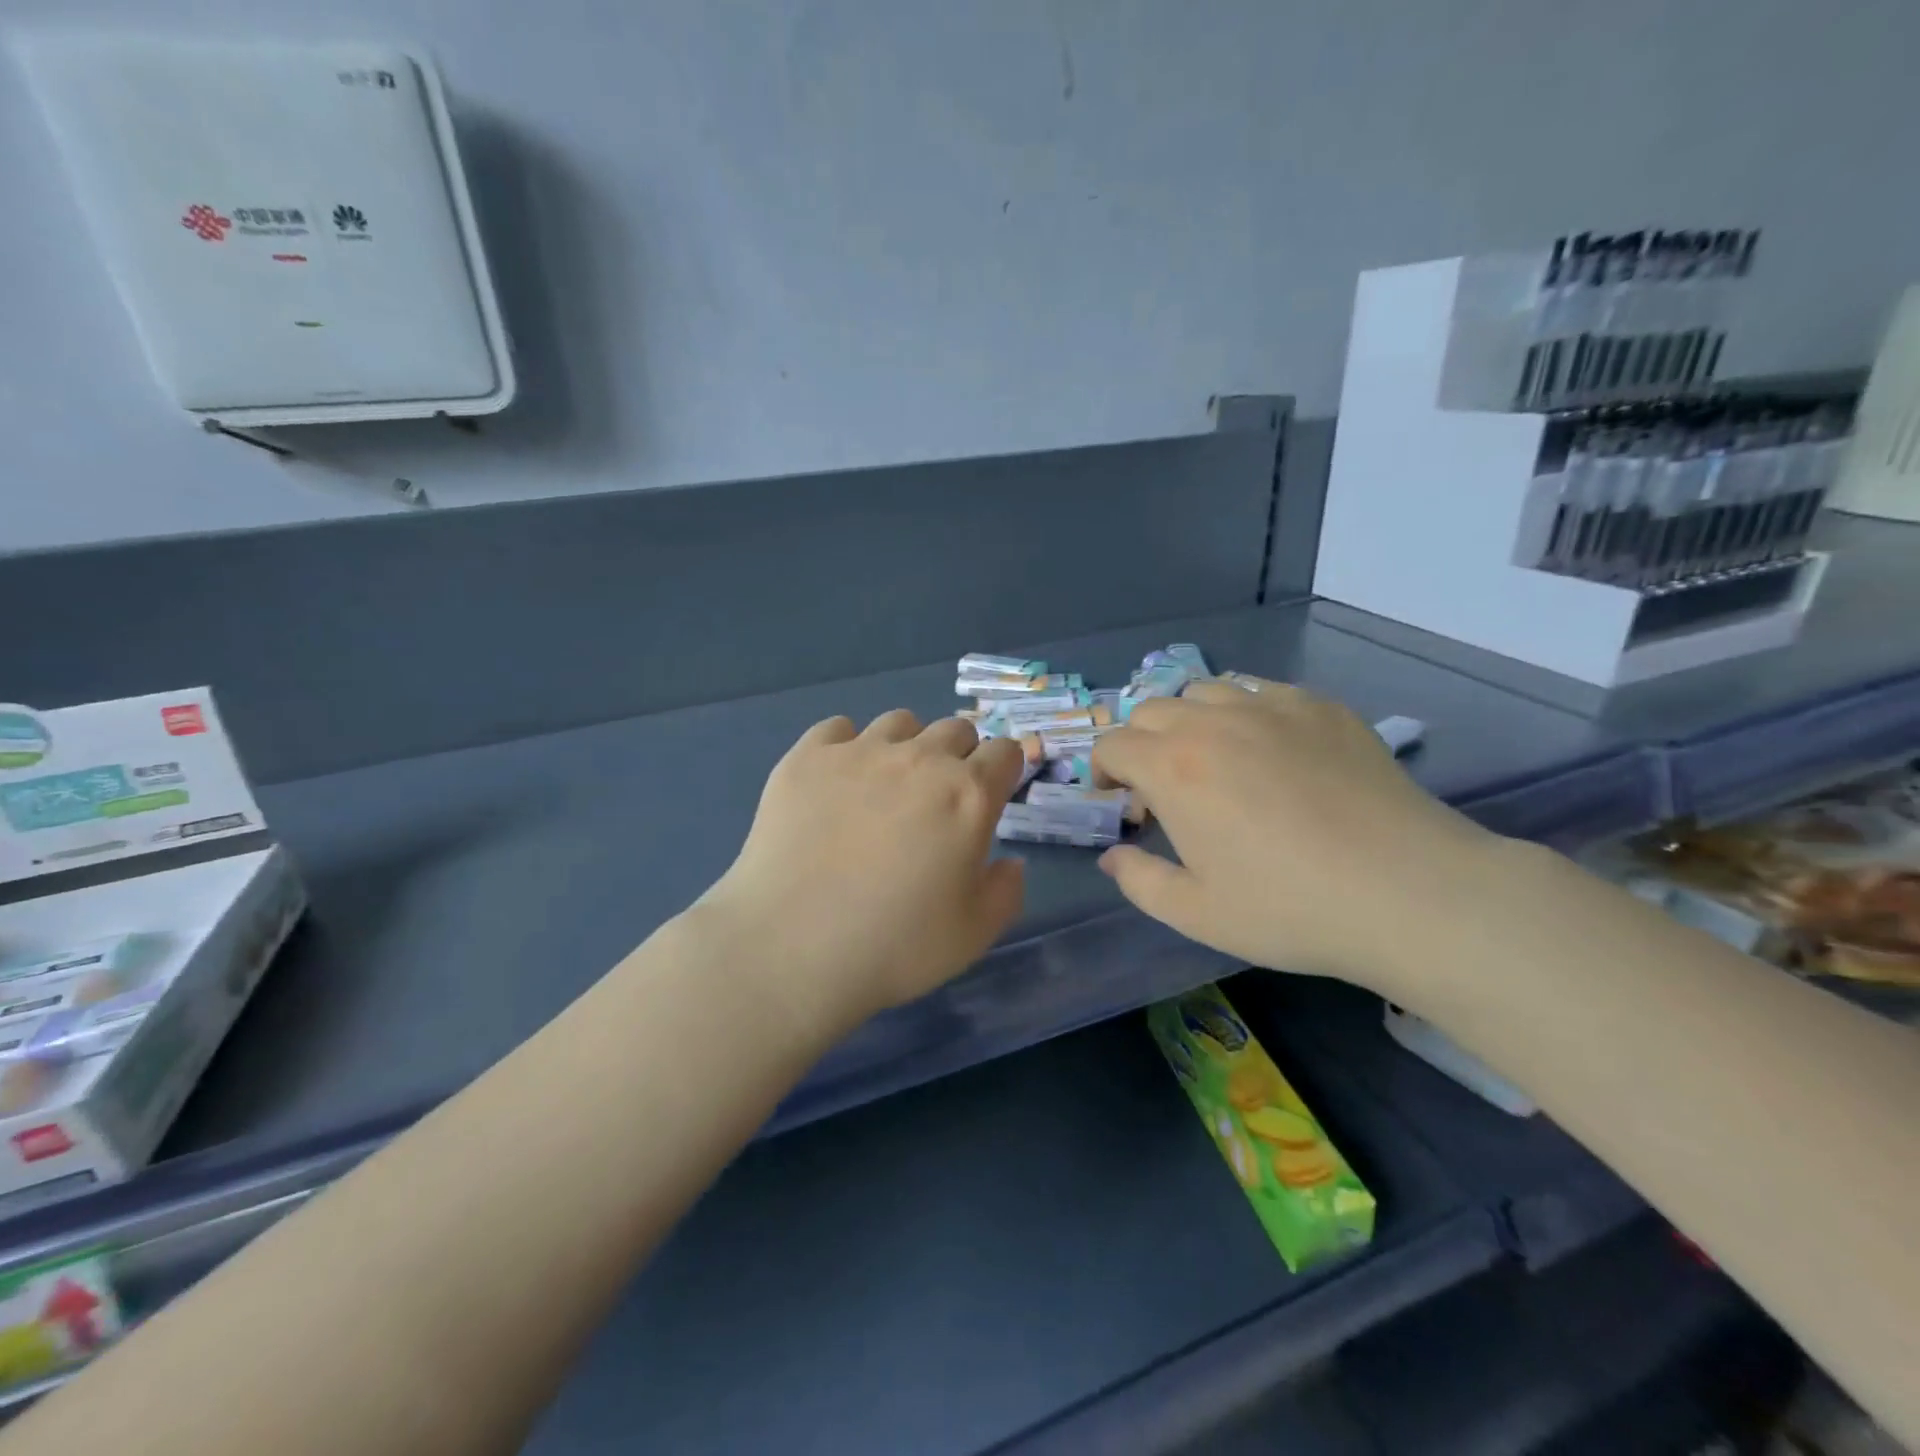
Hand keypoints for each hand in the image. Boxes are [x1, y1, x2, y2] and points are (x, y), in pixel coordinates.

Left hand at [694, 710, 1026, 1040]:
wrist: (790, 948)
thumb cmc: (894, 946)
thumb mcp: (974, 934)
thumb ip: (1006, 890)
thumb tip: (1010, 862)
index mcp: (968, 795)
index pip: (1005, 752)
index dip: (1003, 772)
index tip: (991, 797)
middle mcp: (919, 758)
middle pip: (956, 729)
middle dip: (959, 757)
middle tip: (938, 801)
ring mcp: (859, 751)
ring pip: (900, 721)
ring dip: (906, 746)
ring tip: (886, 787)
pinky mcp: (807, 757)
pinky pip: (838, 728)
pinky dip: (847, 747)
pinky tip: (836, 784)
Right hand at [1090, 677, 1501, 988]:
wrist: (1406, 891)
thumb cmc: (1289, 908)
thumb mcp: (1196, 913)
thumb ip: (1139, 881)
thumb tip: (1112, 856)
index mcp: (1173, 768)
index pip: (1112, 744)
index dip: (1103, 769)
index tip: (1118, 799)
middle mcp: (1213, 723)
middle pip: (1151, 710)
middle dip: (1141, 743)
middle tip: (1163, 787)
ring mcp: (1271, 707)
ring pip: (1205, 692)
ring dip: (1190, 720)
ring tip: (1213, 760)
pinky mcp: (1321, 707)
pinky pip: (1262, 691)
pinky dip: (1245, 713)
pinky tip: (1271, 751)